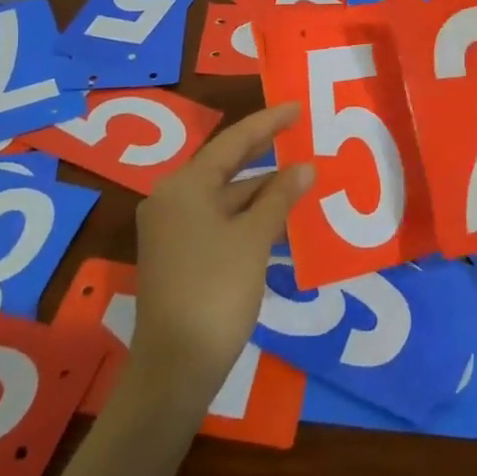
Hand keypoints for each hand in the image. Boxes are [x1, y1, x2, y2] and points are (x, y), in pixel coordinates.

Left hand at [125, 104, 313, 417]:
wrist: (176, 367)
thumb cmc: (216, 291)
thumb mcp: (254, 239)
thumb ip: (279, 198)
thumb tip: (304, 167)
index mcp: (184, 187)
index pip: (232, 143)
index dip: (267, 124)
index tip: (296, 107)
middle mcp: (172, 200)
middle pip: (225, 166)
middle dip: (264, 152)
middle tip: (300, 132)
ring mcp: (173, 229)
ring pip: (224, 196)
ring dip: (260, 190)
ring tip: (301, 178)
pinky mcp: (179, 255)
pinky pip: (219, 220)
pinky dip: (248, 216)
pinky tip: (279, 219)